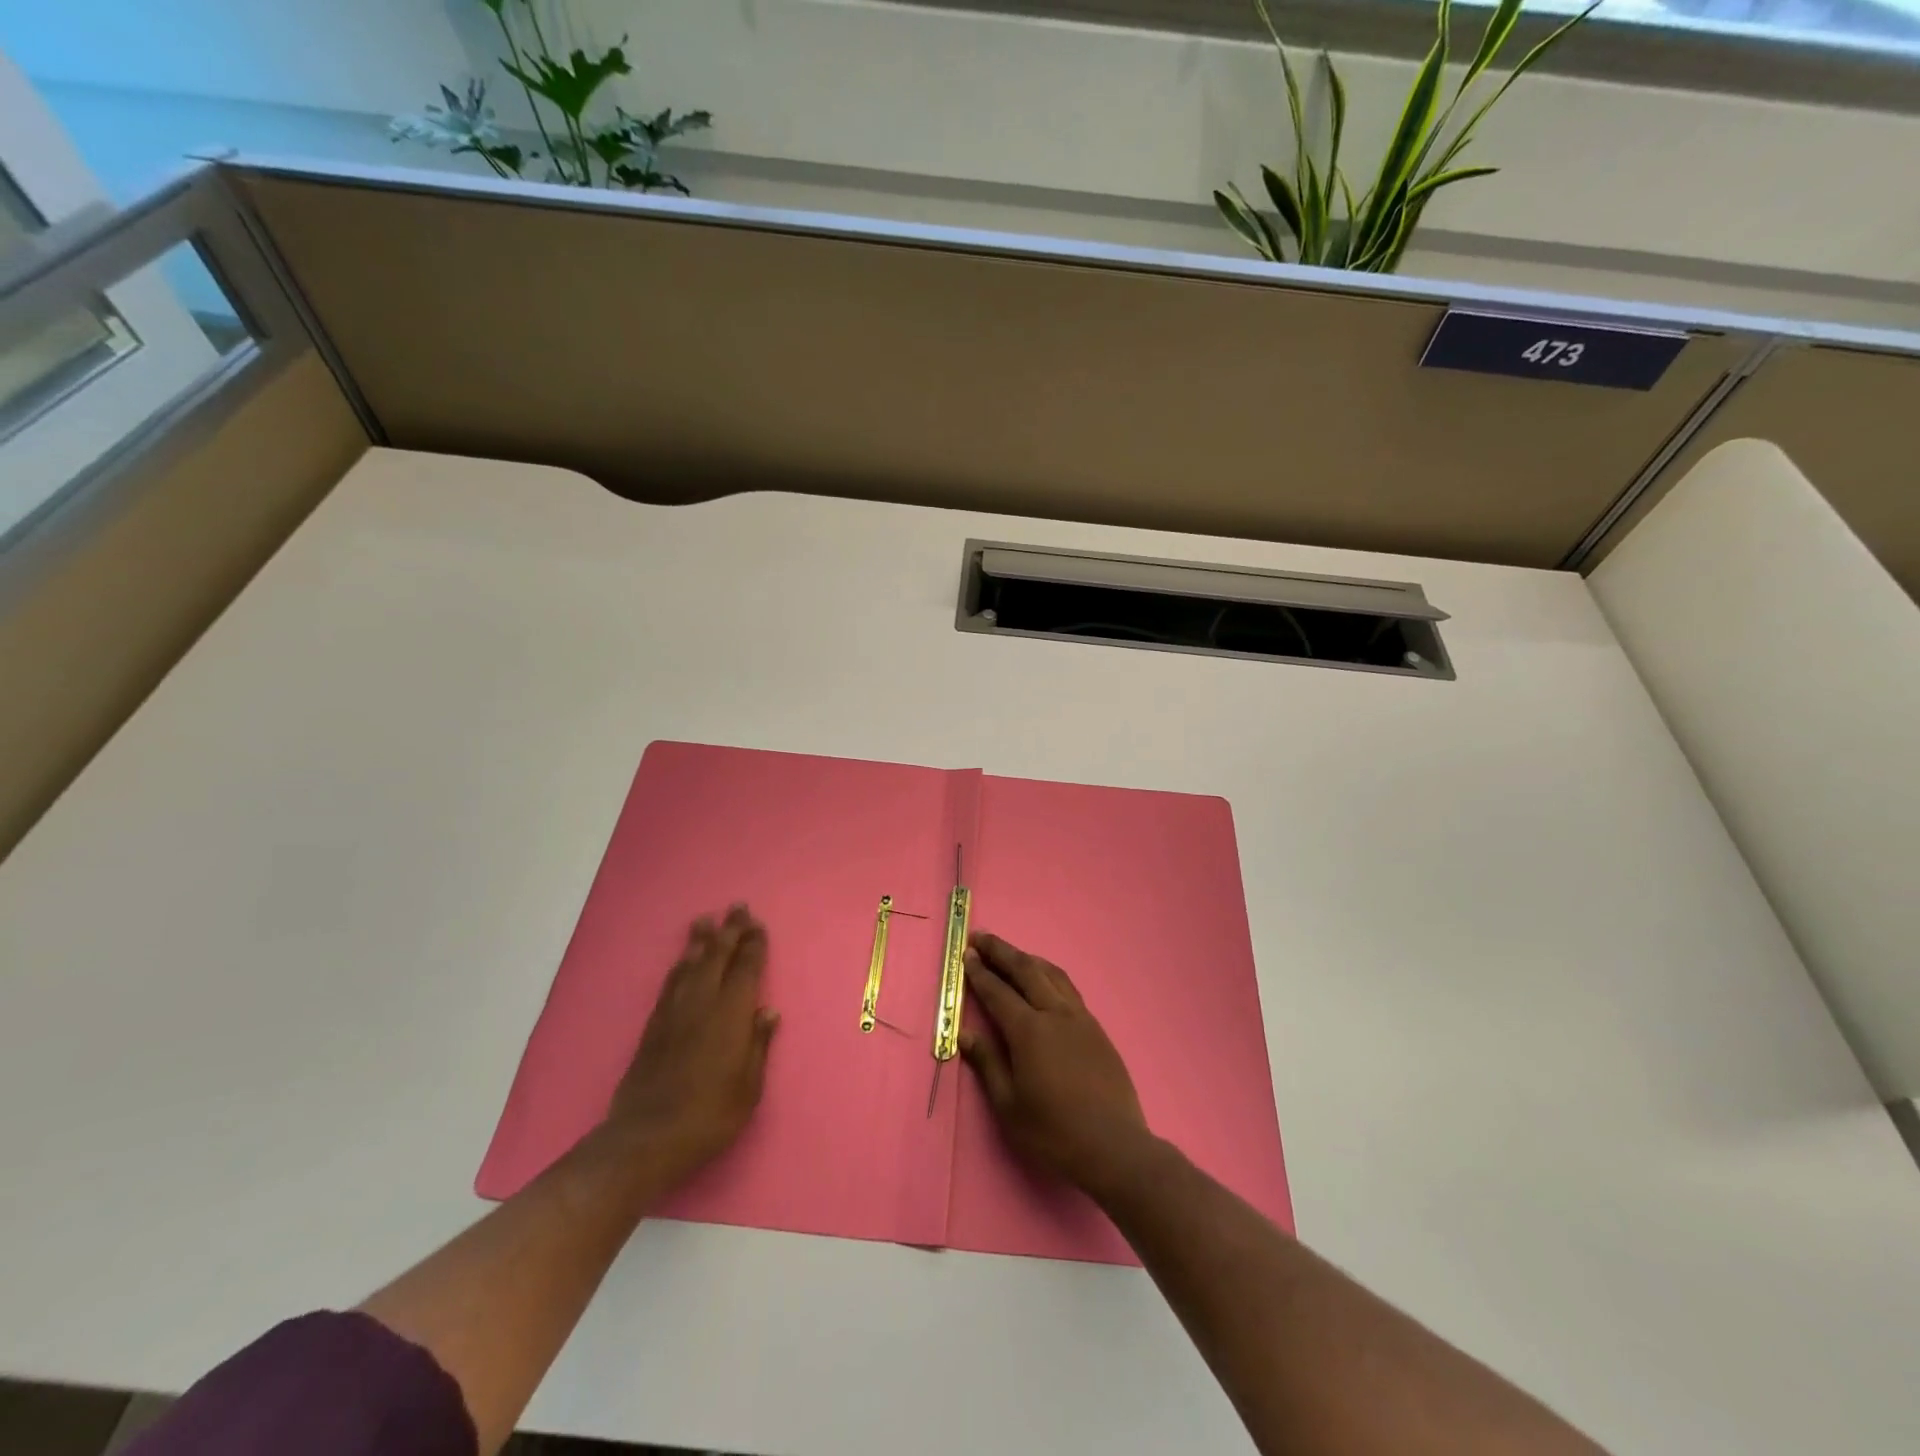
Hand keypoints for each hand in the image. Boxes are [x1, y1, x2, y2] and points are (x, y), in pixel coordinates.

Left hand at [604, 905, 779, 1186]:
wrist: (646, 1138)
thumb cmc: (710, 1115)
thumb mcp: (749, 1086)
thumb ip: (758, 1045)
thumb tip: (768, 1011)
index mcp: (730, 1015)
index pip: (745, 969)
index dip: (753, 945)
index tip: (757, 924)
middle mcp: (702, 1004)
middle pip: (716, 957)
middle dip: (728, 931)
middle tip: (736, 907)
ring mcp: (674, 1013)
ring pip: (689, 965)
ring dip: (700, 941)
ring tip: (705, 921)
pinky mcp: (653, 1027)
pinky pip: (670, 983)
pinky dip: (680, 965)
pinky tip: (683, 961)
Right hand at [959, 931, 1152, 1200]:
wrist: (1115, 1148)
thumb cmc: (1054, 1133)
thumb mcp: (1010, 1106)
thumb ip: (988, 1064)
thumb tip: (966, 1033)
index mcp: (1030, 1032)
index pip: (998, 992)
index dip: (980, 973)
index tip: (967, 955)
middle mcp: (1055, 1014)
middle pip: (1026, 971)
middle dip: (1001, 952)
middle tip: (981, 938)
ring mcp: (1080, 1018)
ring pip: (1051, 974)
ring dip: (1027, 958)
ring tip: (1010, 953)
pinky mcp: (1096, 1028)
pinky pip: (1068, 988)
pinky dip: (1049, 974)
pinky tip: (1045, 980)